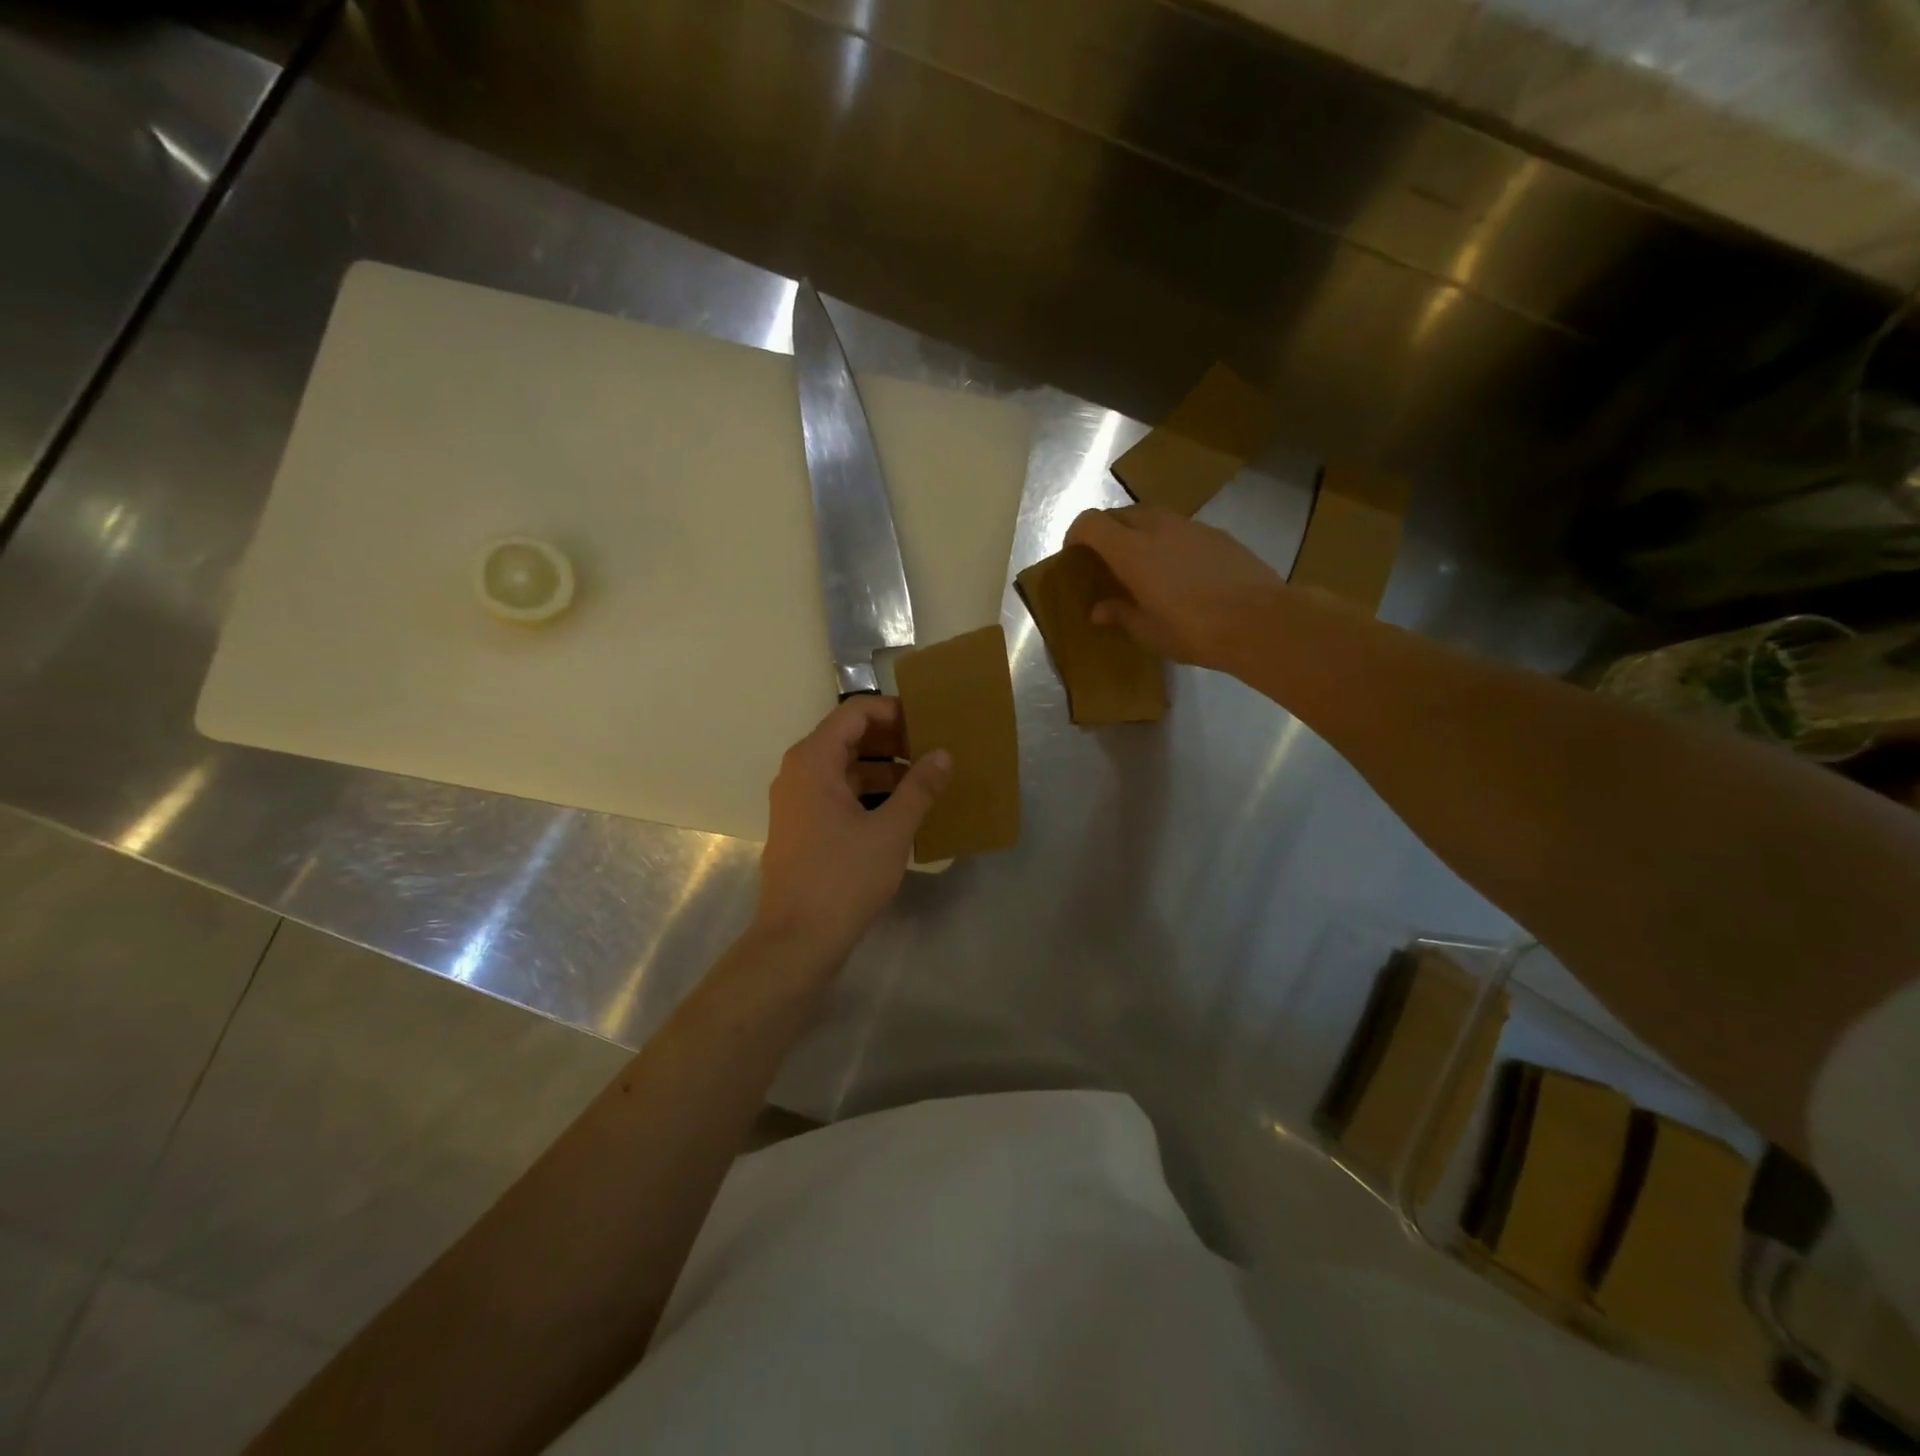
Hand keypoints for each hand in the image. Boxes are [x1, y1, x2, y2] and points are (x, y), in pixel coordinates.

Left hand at [753, 696, 950, 971]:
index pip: (854, 713)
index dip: (892, 711)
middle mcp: (799, 773)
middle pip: (848, 738)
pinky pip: (839, 794)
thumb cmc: (843, 878)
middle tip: (932, 750)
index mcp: (813, 761)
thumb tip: (944, 754)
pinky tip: (902, 811)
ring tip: (925, 781)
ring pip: (845, 769)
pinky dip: (869, 794)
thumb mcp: (891, 831)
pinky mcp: (803, 827)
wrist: (796, 940)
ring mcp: (798, 802)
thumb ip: (920, 788)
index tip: (927, 724)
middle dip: (892, 741)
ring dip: (884, 770)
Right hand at [1064, 505, 1288, 673]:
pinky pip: (1181, 528)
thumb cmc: (1194, 631)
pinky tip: (1179, 570)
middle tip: (1105, 559)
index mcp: (1132, 551)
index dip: (1076, 533)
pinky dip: (1168, 540)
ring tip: (1142, 563)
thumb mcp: (1149, 631)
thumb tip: (1099, 610)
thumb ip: (1121, 613)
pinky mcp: (1218, 534)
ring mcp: (1192, 527)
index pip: (1091, 523)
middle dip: (1107, 530)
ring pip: (1153, 516)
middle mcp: (1158, 528)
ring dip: (1139, 532)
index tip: (1073, 552)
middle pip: (1121, 514)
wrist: (1261, 622)